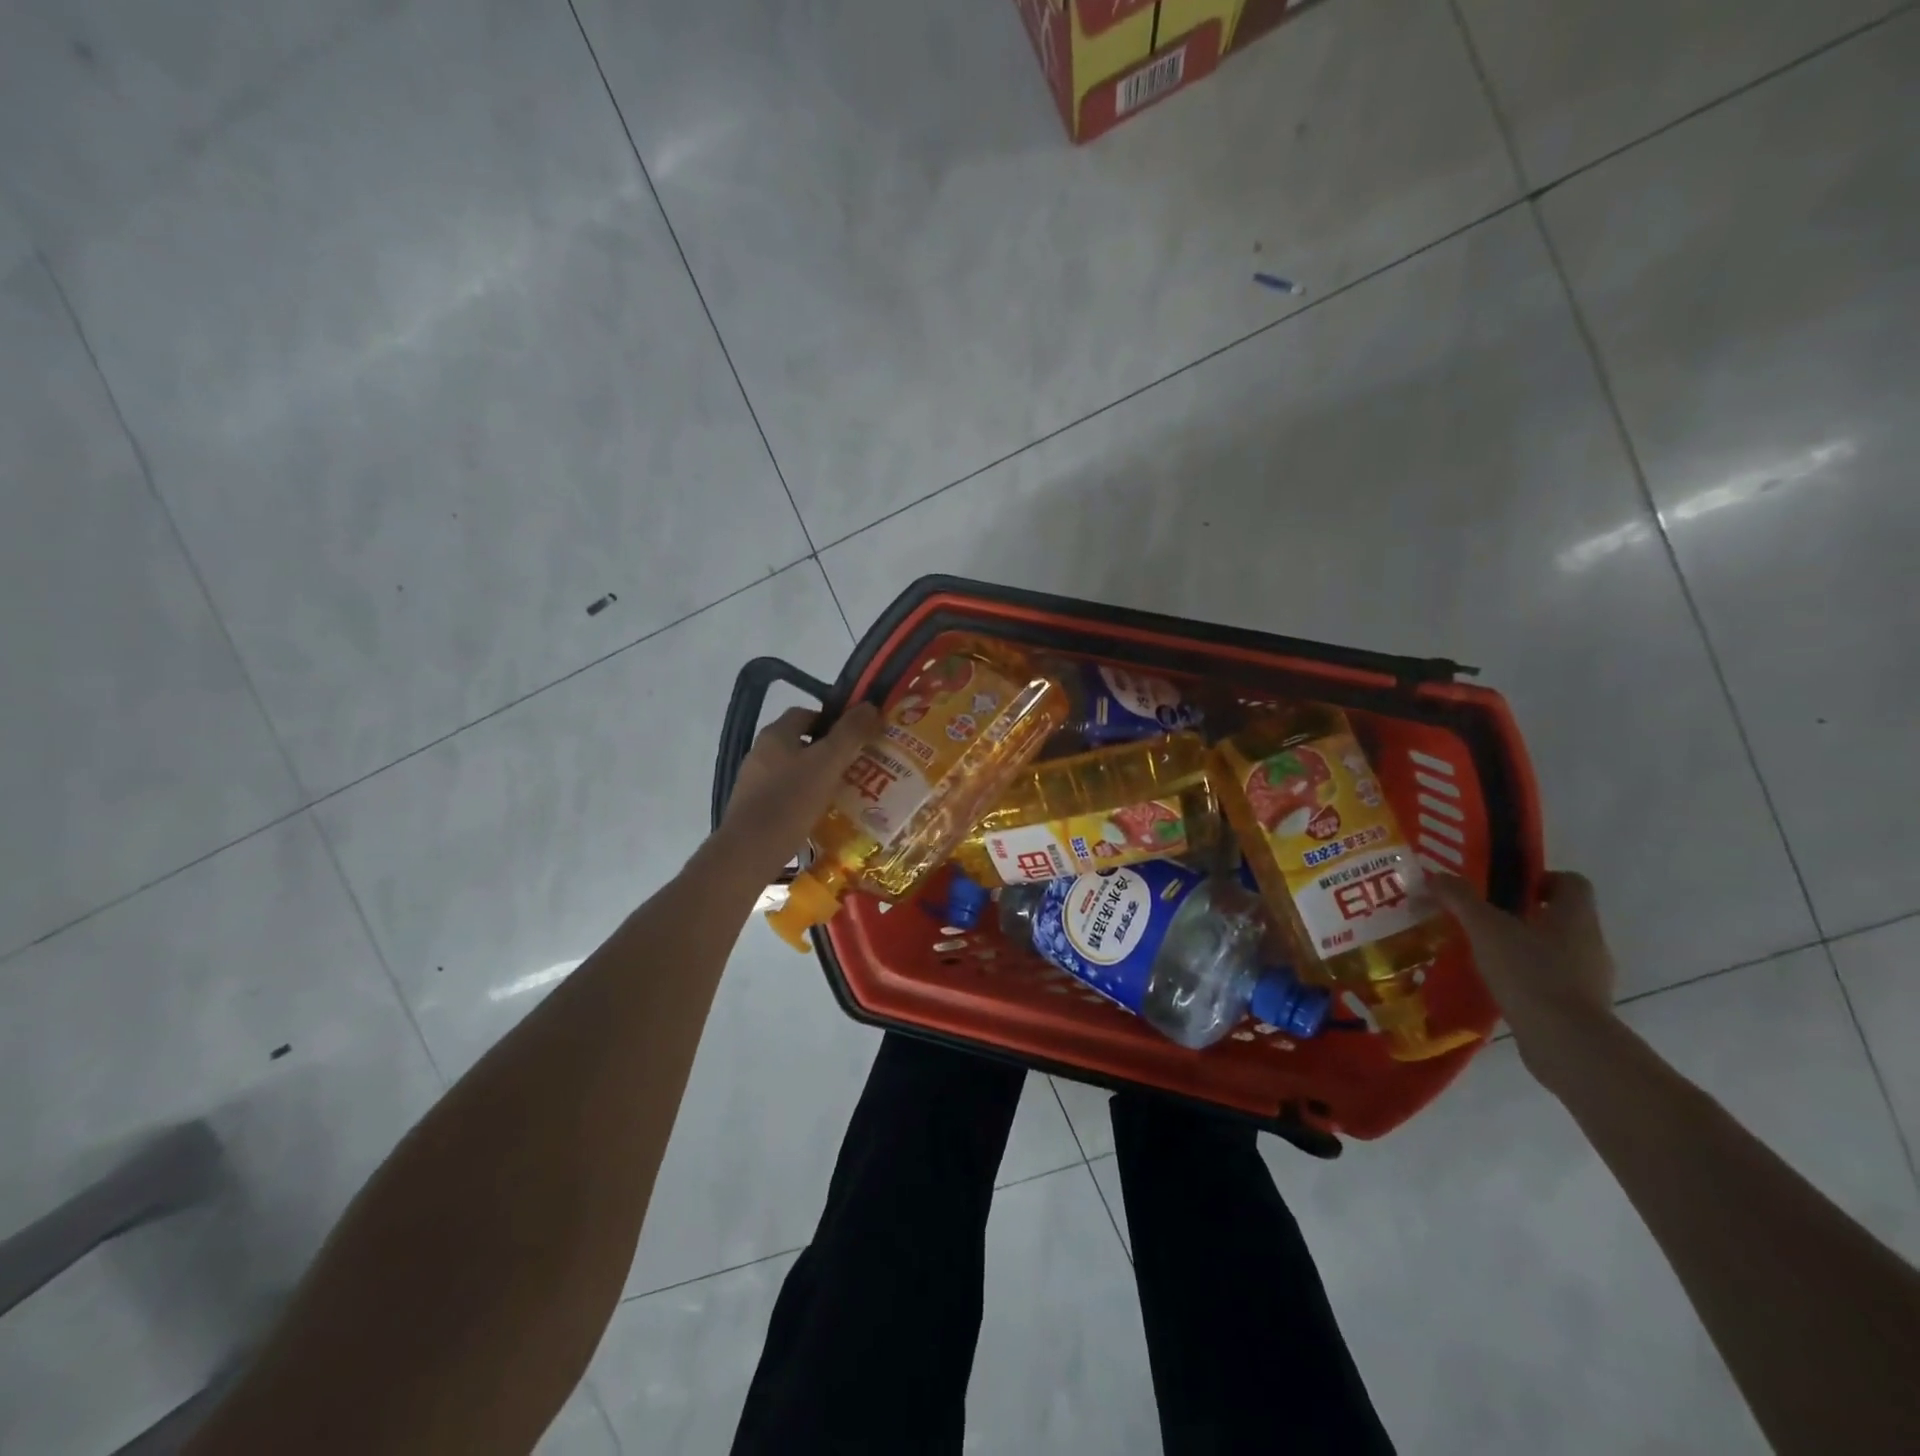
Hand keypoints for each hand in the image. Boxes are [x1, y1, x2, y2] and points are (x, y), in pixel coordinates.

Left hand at [716, 702, 879, 881]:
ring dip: (818, 776)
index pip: (806, 714)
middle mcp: (761, 753)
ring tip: (845, 792)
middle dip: (829, 751)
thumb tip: (870, 706)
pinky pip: (785, 795)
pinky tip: (822, 815)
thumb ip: (850, 733)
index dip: (832, 720)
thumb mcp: (828, 762)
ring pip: (793, 771)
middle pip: (800, 743)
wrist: (750, 851)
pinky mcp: (753, 809)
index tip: (856, 737)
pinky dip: (804, 799)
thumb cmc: (791, 800)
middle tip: (857, 765)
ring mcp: (754, 782)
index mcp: (776, 734)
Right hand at [1428, 871, 1618, 1093]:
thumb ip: (1460, 898)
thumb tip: (1436, 876)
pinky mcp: (1582, 1008)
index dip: (1540, 879)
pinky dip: (1527, 979)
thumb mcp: (1485, 928)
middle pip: (1560, 917)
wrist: (1567, 1043)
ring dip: (1523, 949)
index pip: (1571, 882)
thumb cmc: (1530, 973)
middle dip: (1522, 915)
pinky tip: (1496, 986)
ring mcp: (1590, 979)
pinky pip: (1552, 982)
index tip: (1505, 888)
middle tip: (1481, 919)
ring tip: (1482, 954)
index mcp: (1576, 916)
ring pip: (1555, 951)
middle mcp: (1591, 943)